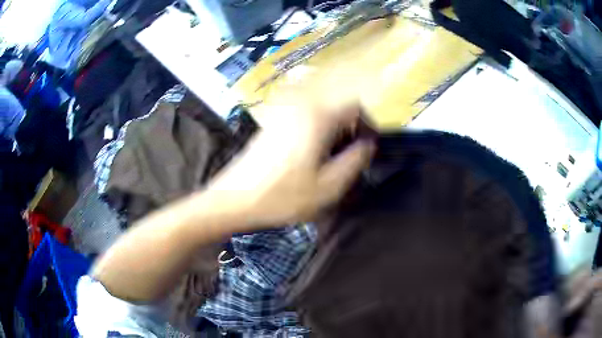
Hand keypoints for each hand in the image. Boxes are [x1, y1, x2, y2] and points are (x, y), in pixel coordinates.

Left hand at [207, 101, 374, 227]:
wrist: (235, 199)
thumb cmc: (283, 196)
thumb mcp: (329, 186)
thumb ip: (356, 161)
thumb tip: (368, 144)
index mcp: (317, 116)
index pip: (355, 106)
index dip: (366, 125)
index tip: (365, 148)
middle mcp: (300, 105)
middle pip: (337, 108)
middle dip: (349, 131)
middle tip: (346, 160)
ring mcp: (283, 111)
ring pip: (321, 114)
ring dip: (332, 133)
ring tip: (327, 161)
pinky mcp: (272, 122)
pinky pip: (304, 119)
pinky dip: (315, 133)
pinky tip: (307, 158)